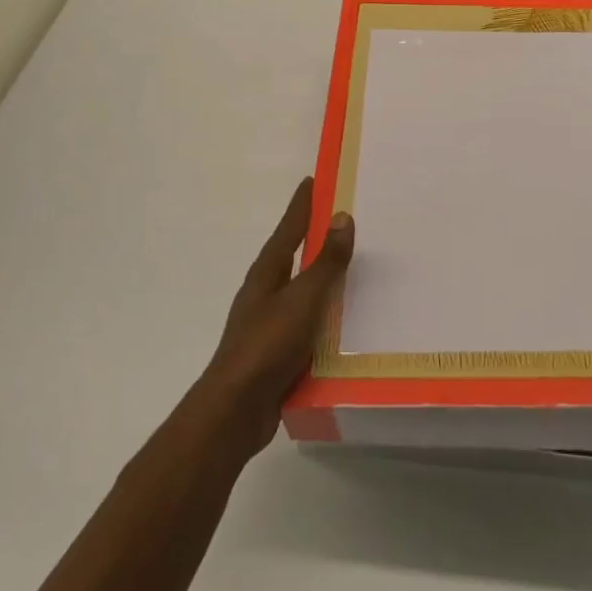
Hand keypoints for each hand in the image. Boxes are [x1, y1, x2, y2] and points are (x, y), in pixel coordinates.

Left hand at [195, 177, 354, 455]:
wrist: (235, 411)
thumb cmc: (266, 346)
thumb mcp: (303, 299)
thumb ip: (325, 262)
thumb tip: (343, 217)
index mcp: (268, 273)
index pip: (289, 228)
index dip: (302, 204)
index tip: (313, 180)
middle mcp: (266, 292)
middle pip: (295, 256)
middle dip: (315, 238)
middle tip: (345, 220)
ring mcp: (270, 323)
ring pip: (303, 292)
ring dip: (324, 280)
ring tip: (356, 270)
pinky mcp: (279, 353)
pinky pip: (309, 325)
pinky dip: (327, 317)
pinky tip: (348, 325)